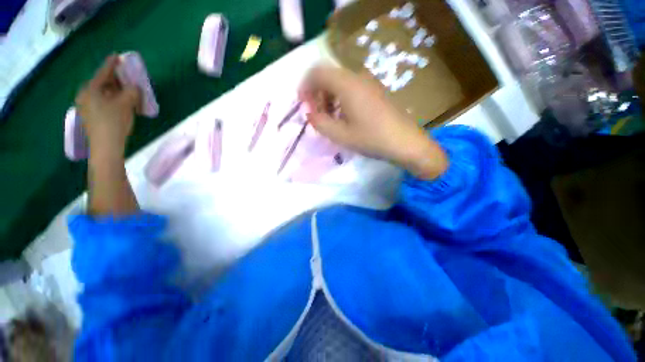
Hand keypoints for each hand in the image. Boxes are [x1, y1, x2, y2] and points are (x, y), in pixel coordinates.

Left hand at [75, 55, 140, 159]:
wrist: (106, 147)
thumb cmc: (114, 122)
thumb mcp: (127, 103)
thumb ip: (132, 91)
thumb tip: (134, 87)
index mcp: (91, 88)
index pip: (103, 72)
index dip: (112, 64)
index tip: (118, 56)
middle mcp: (85, 95)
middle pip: (102, 82)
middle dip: (115, 79)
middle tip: (126, 77)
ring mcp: (86, 106)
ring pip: (102, 93)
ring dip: (115, 91)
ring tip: (126, 91)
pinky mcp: (90, 116)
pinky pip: (102, 102)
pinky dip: (112, 100)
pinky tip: (120, 103)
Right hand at [299, 64, 447, 178]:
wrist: (405, 142)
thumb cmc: (371, 139)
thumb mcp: (340, 135)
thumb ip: (320, 122)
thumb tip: (310, 113)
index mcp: (347, 84)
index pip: (317, 72)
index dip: (305, 87)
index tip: (304, 105)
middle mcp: (357, 77)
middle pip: (328, 76)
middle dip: (316, 93)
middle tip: (316, 115)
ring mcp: (369, 83)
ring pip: (339, 82)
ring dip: (329, 97)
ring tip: (329, 118)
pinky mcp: (375, 91)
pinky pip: (351, 88)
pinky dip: (341, 99)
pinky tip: (344, 117)